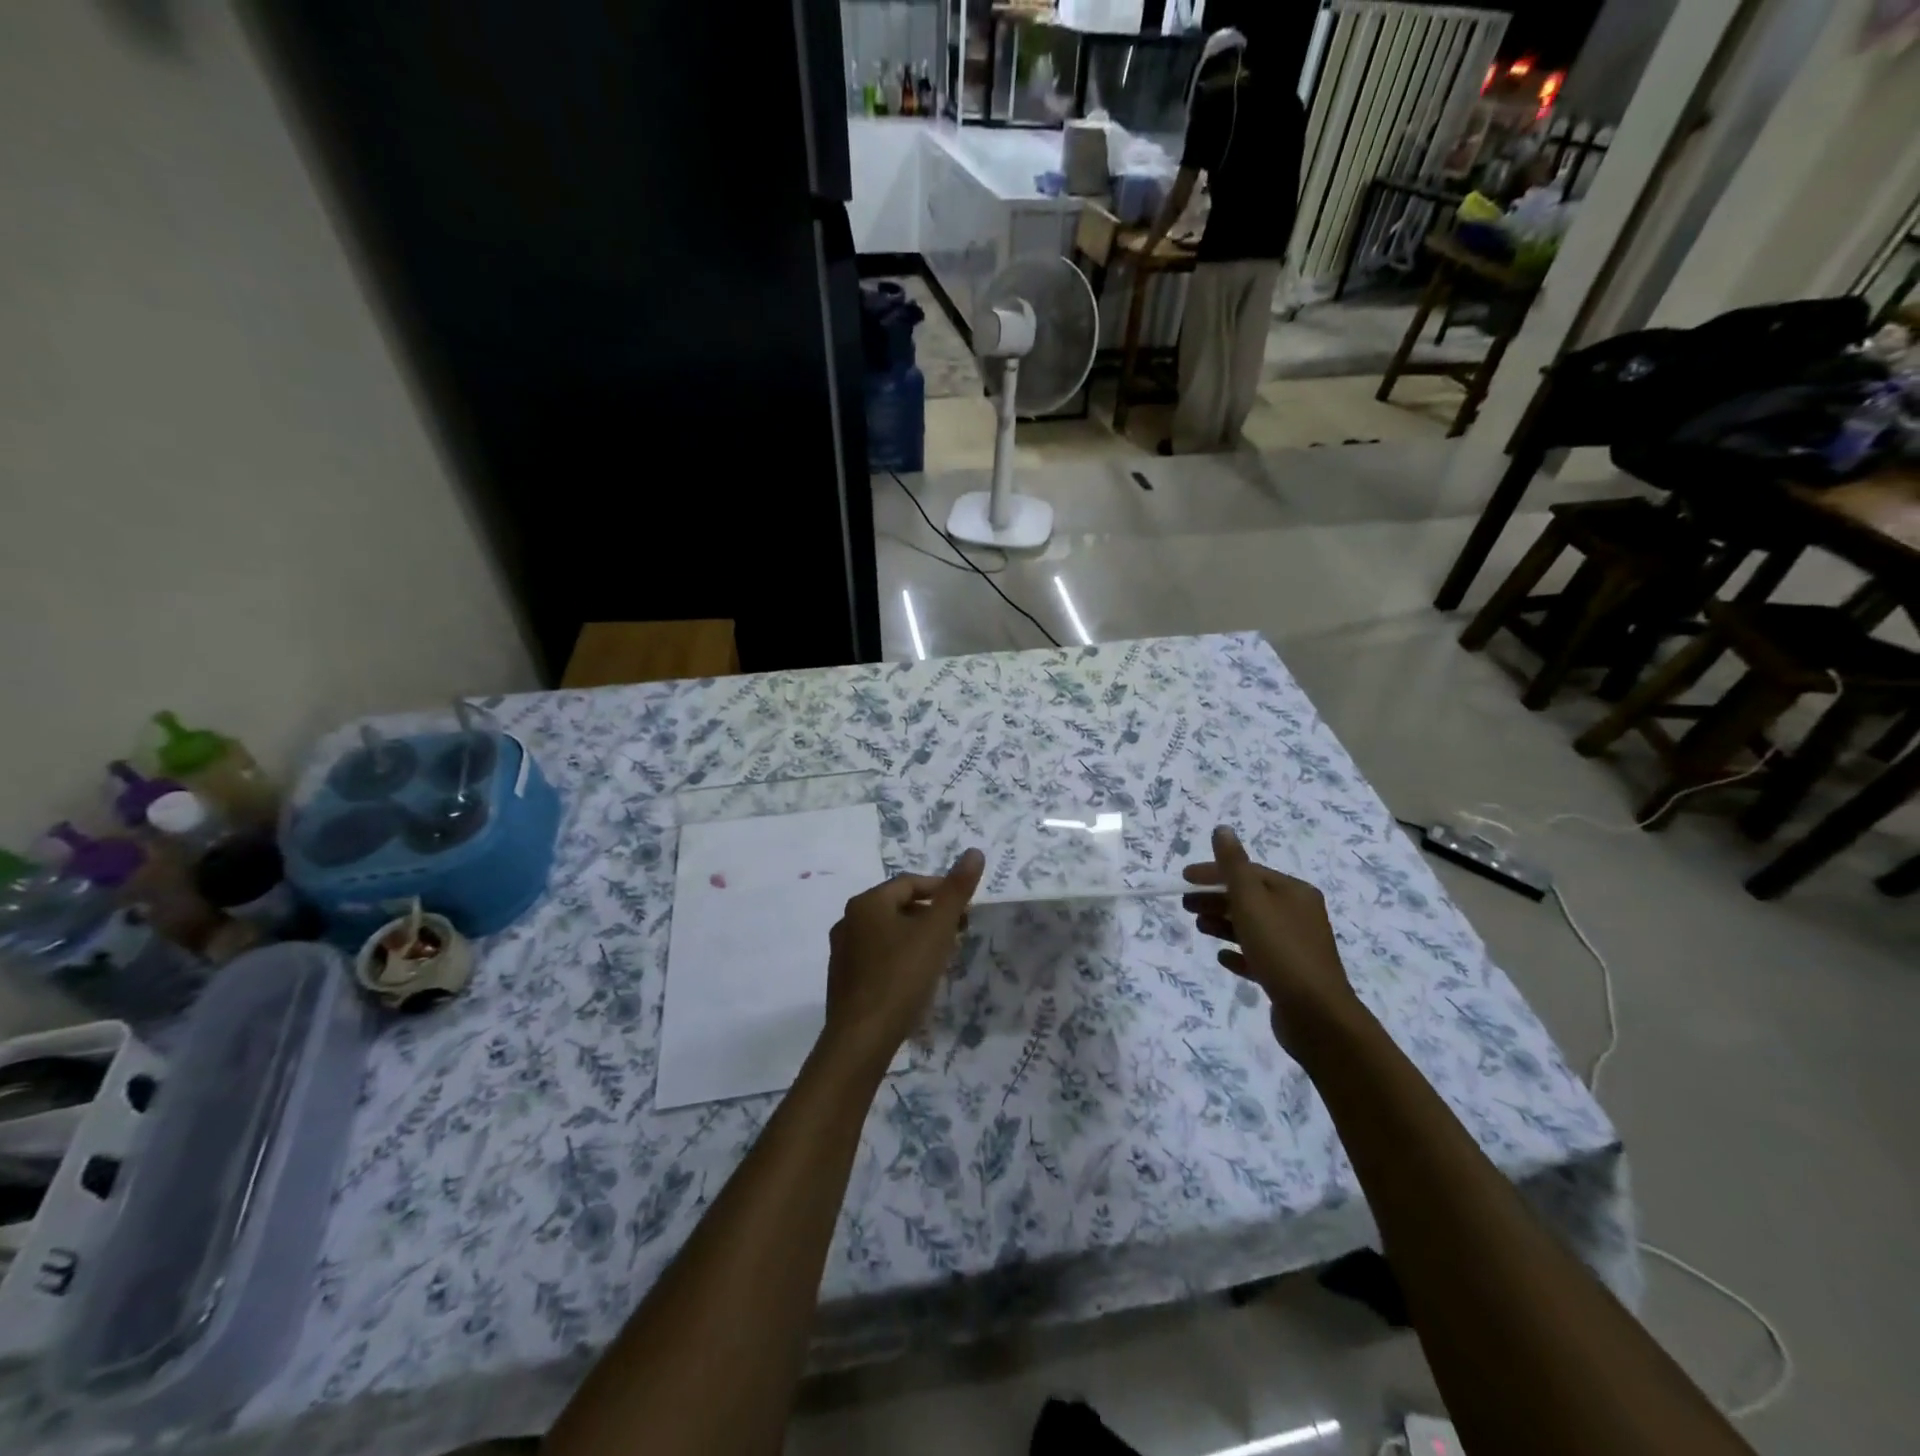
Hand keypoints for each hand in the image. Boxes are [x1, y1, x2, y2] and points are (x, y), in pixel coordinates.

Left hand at [823, 849, 984, 1067]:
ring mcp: (842, 951)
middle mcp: (848, 920)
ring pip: (887, 932)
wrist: (862, 1038)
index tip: (965, 910)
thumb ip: (956, 891)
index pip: (910, 883)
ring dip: (915, 936)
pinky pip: (877, 956)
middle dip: (930, 915)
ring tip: (941, 956)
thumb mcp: (937, 930)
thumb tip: (974, 852)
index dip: (941, 891)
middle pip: (897, 906)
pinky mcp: (843, 979)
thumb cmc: (902, 976)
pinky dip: (899, 957)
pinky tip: (915, 978)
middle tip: (957, 932)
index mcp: (867, 902)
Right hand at [1182, 826, 1361, 1051]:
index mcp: (1294, 892)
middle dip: (1215, 898)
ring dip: (1223, 923)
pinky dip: (1238, 952)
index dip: (1214, 873)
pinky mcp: (1290, 976)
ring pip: (1253, 926)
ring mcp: (1296, 947)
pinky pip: (1259, 956)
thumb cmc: (1281, 949)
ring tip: (1198, 928)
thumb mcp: (1251, 901)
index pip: (1248, 872)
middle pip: (1250, 898)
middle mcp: (1299, 914)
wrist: (1316, 1015)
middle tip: (1185, 905)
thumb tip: (1222, 829)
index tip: (1184, 879)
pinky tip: (1222, 957)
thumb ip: (1233, 865)